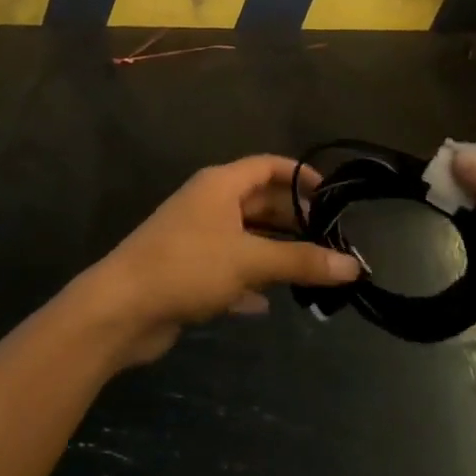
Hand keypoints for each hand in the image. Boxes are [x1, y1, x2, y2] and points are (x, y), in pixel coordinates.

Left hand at [79, 156, 360, 365]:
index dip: (301, 176)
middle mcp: (209, 204)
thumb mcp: (249, 260)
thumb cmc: (187, 267)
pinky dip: (251, 282)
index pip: (268, 166)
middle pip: (260, 203)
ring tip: (315, 272)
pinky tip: (271, 303)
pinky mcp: (189, 273)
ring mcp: (197, 238)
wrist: (121, 309)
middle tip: (332, 242)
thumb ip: (301, 261)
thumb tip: (353, 265)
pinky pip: (230, 270)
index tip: (332, 196)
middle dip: (294, 220)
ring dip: (276, 254)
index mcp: (220, 185)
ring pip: (247, 238)